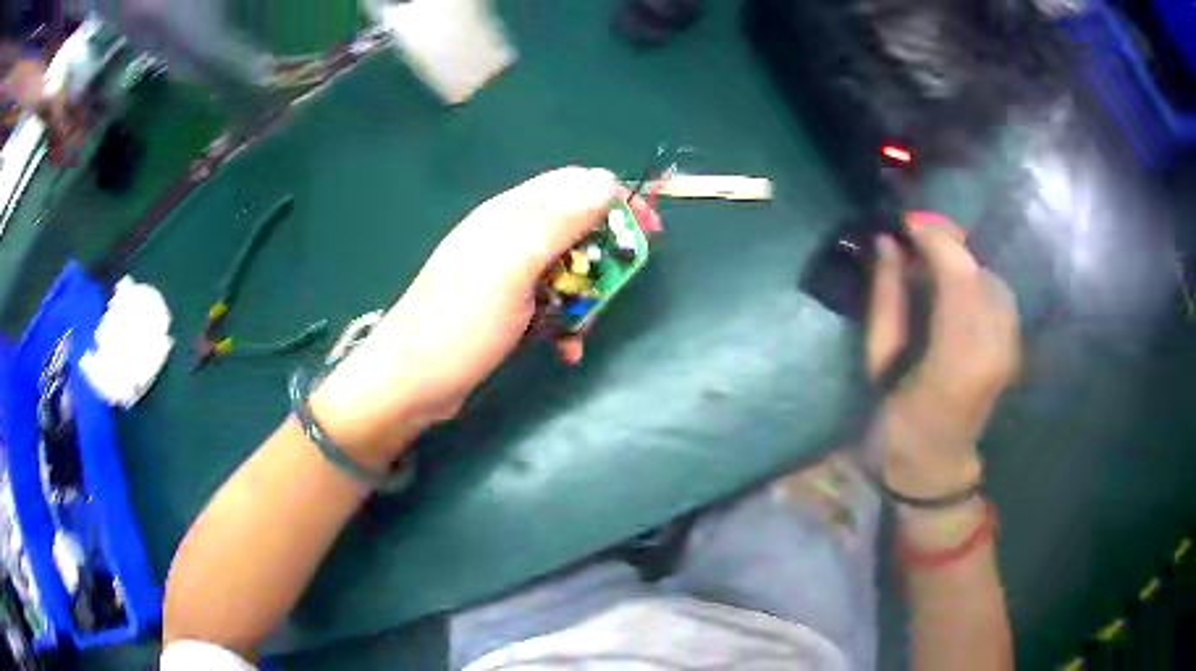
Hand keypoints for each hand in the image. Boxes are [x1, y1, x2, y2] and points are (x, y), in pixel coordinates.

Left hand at [311, 167, 617, 464]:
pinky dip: (564, 321)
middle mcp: (506, 235)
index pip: (573, 185)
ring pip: (566, 268)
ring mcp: (504, 273)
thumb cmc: (457, 327)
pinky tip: (564, 348)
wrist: (409, 385)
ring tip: (581, 329)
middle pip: (573, 226)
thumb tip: (604, 182)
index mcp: (507, 215)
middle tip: (617, 289)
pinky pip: (549, 301)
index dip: (615, 201)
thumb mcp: (509, 271)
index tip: (649, 231)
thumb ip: (556, 224)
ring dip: (584, 297)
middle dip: (603, 256)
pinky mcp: (504, 306)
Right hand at [866, 212, 1019, 497]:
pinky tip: (955, 288)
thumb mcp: (879, 362)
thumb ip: (887, 297)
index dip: (935, 238)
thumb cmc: (897, 421)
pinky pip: (999, 295)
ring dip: (963, 263)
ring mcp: (1010, 349)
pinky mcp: (1013, 347)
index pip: (959, 275)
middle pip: (979, 272)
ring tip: (932, 263)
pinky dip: (976, 281)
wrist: (935, 463)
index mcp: (955, 359)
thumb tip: (887, 241)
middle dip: (948, 245)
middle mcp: (994, 348)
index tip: (906, 222)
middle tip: (915, 238)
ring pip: (992, 279)